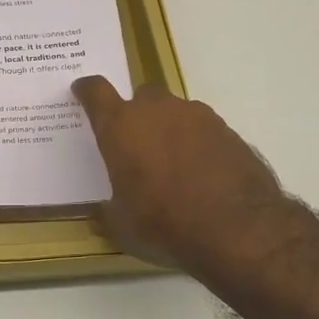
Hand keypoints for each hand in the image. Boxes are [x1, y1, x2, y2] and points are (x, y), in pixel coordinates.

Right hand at [72, 76, 291, 273]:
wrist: (237, 228)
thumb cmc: (164, 224)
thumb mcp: (121, 225)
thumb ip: (109, 208)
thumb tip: (105, 208)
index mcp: (121, 127)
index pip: (96, 92)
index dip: (87, 90)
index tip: (82, 91)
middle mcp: (157, 111)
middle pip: (141, 97)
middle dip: (135, 113)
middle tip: (134, 143)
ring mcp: (197, 116)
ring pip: (175, 112)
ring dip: (169, 129)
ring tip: (171, 164)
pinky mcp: (228, 131)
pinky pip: (203, 130)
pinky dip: (197, 144)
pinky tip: (200, 173)